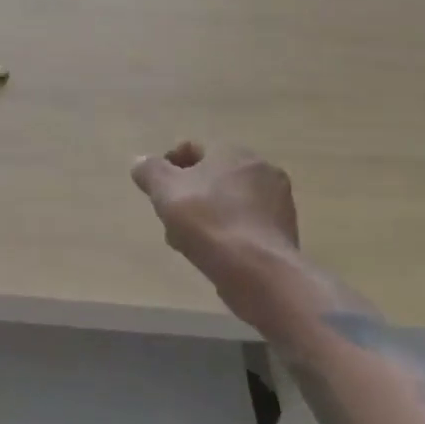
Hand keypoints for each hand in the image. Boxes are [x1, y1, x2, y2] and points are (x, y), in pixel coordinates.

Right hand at [130, 142, 299, 329]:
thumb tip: (141, 162)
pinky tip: (213, 254)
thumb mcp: (165, 190)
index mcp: (233, 151)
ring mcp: (278, 203)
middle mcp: (261, 169)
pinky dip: (227, 235)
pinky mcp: (283, 234)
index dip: (169, 168)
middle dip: (188, 196)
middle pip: (211, 178)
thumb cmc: (209, 222)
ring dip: (206, 217)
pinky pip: (244, 226)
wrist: (259, 273)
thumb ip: (150, 171)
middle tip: (171, 219)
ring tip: (188, 242)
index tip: (157, 193)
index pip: (193, 150)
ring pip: (227, 203)